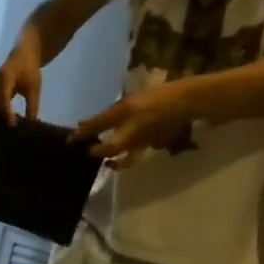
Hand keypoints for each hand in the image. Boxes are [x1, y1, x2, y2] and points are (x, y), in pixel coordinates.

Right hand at [0, 39, 43, 123]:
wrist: (23, 54)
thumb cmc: (30, 70)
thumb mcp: (34, 87)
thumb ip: (32, 105)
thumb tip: (32, 123)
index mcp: (5, 79)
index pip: (2, 100)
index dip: (6, 114)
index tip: (13, 125)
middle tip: (10, 128)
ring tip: (7, 124)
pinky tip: (4, 118)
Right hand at [74, 85, 195, 168]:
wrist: (195, 101)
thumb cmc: (160, 114)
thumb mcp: (132, 132)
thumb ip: (112, 145)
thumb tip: (92, 153)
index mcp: (118, 110)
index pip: (93, 124)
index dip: (80, 133)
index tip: (68, 143)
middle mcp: (128, 112)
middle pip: (108, 129)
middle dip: (98, 141)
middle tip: (87, 152)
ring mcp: (144, 117)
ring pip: (124, 136)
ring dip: (117, 149)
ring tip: (111, 162)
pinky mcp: (158, 124)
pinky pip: (140, 139)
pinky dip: (134, 149)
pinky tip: (133, 156)